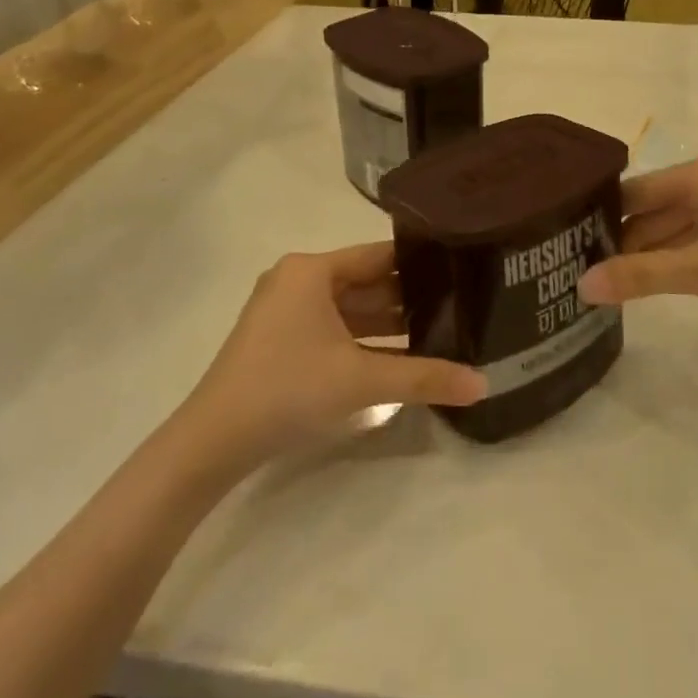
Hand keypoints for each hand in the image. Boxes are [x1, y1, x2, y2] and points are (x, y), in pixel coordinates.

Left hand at [186, 244, 485, 459]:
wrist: (213, 442)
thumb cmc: (289, 389)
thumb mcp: (362, 380)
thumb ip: (426, 377)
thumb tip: (484, 384)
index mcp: (312, 270)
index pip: (380, 255)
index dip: (421, 263)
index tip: (461, 270)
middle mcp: (298, 280)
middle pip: (367, 282)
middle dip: (410, 298)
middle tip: (461, 305)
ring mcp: (286, 311)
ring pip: (351, 309)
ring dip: (390, 324)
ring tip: (442, 331)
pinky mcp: (281, 340)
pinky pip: (335, 329)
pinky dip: (365, 342)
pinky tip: (401, 358)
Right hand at [577, 157, 697, 323]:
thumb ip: (640, 276)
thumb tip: (580, 286)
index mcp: (695, 177)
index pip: (631, 193)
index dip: (600, 220)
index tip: (568, 250)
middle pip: (649, 210)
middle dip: (621, 242)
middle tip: (581, 275)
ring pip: (671, 226)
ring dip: (646, 254)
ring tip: (607, 285)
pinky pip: (694, 236)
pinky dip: (673, 258)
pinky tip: (650, 284)